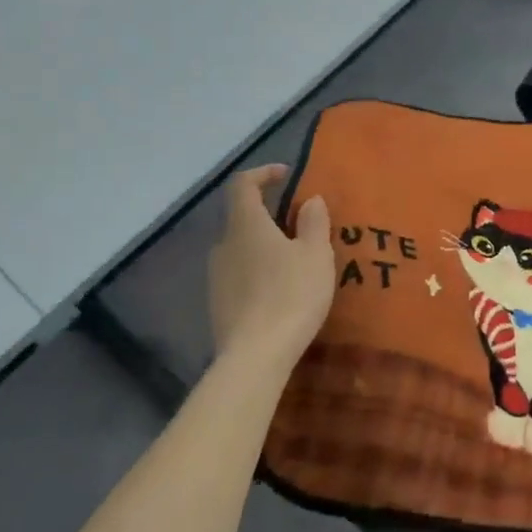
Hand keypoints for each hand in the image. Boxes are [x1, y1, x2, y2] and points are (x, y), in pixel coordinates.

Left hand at [207, 165, 333, 376]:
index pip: (243, 184)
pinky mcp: (217, 303)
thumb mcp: (316, 254)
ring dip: (263, 244)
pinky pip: (238, 273)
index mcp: (246, 224)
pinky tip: (279, 289)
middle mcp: (223, 244)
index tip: (286, 176)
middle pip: (240, 216)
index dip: (263, 174)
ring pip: (239, 247)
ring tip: (293, 259)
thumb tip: (310, 200)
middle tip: (298, 223)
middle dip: (267, 214)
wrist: (255, 357)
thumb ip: (314, 222)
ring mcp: (216, 276)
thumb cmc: (291, 294)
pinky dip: (257, 270)